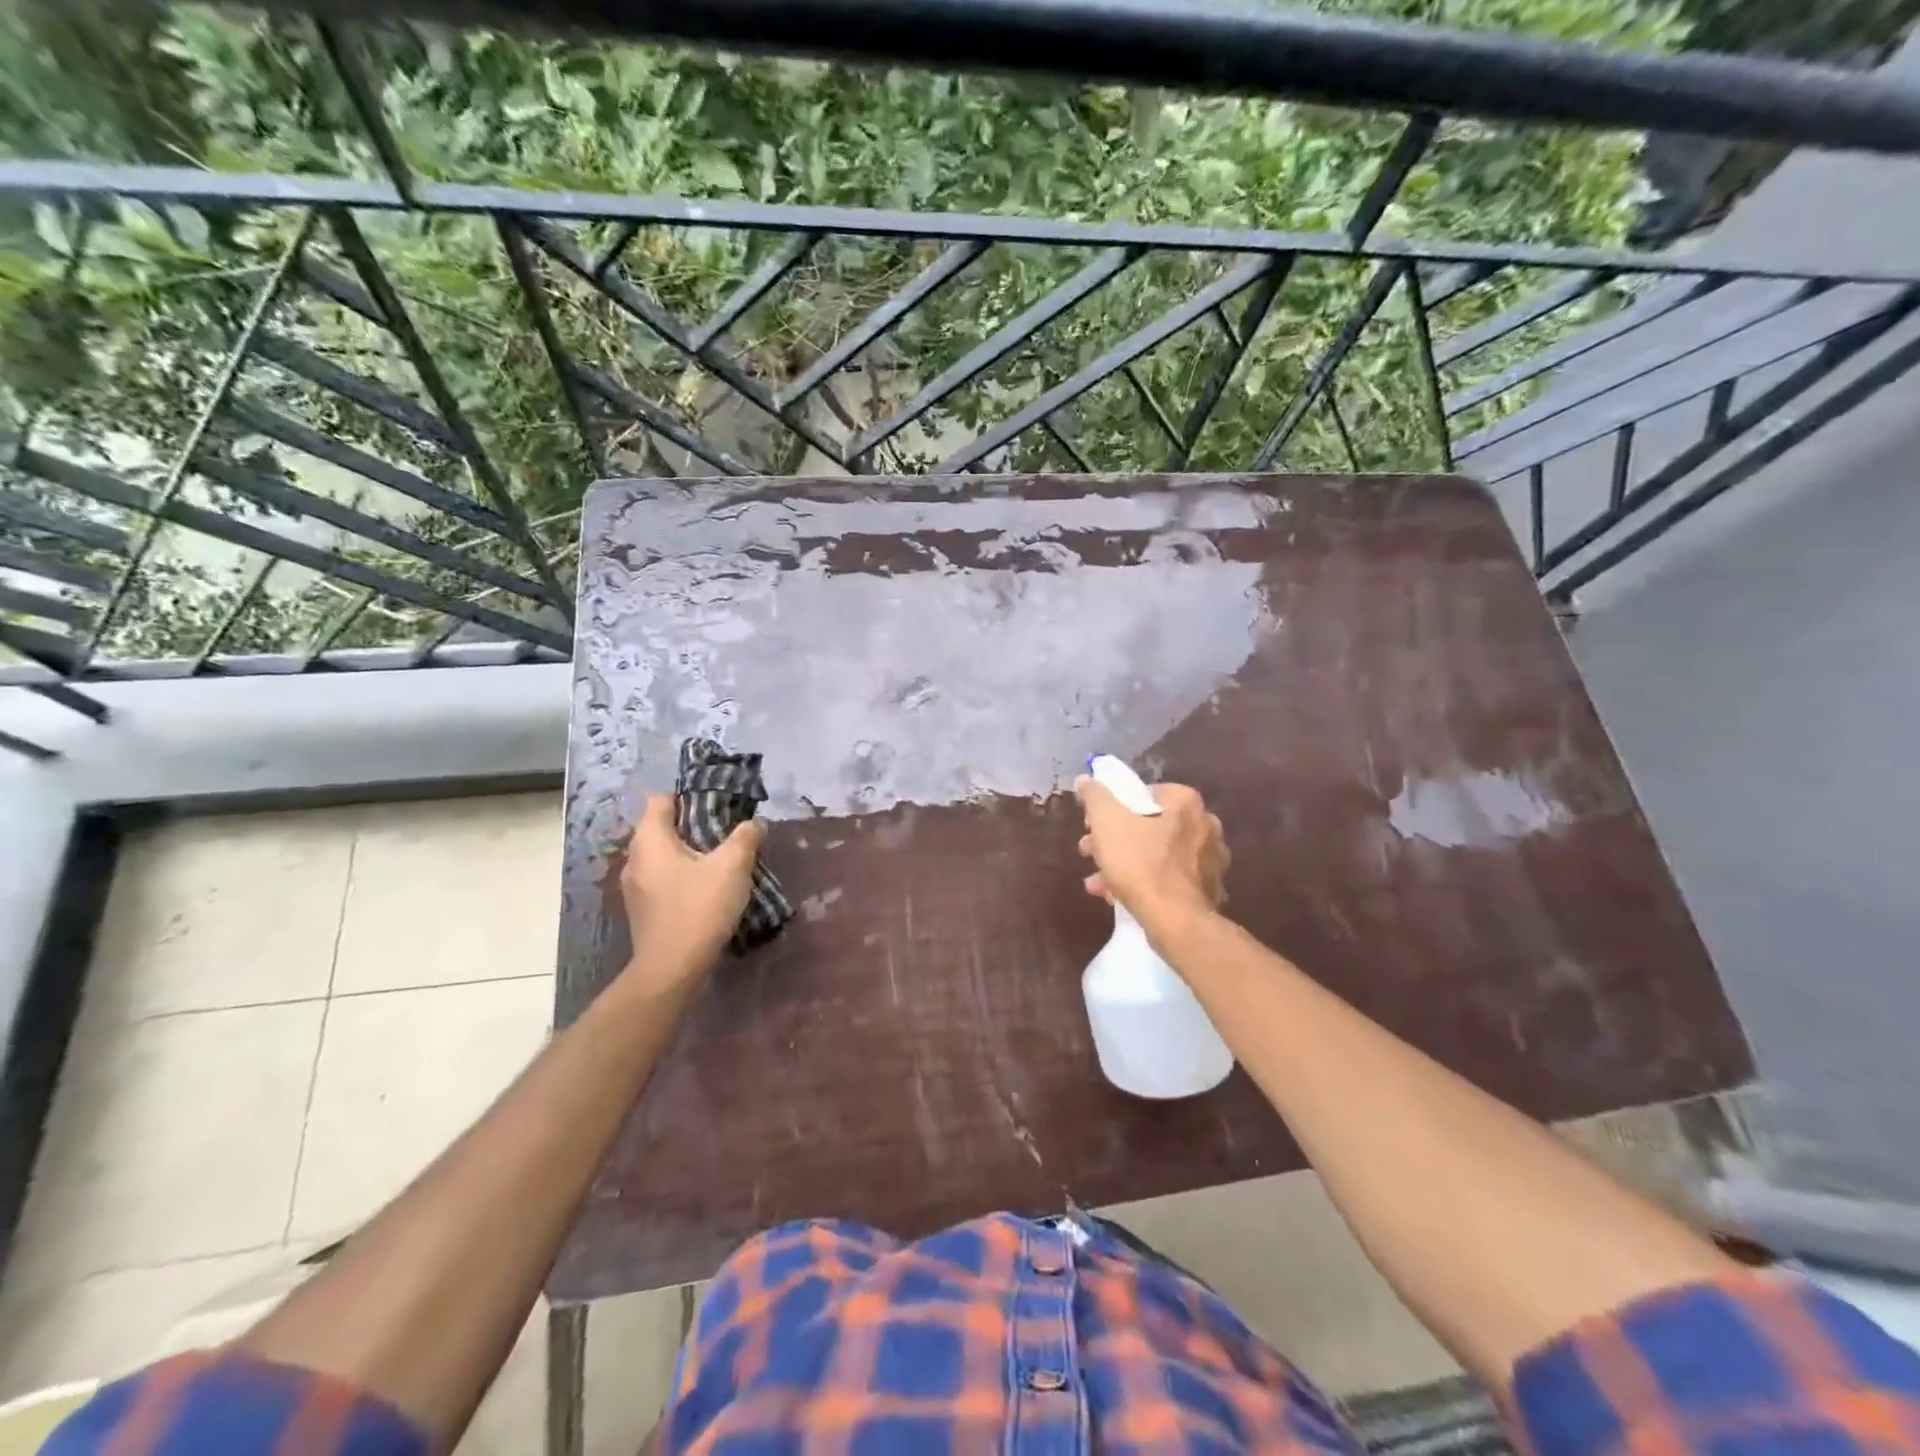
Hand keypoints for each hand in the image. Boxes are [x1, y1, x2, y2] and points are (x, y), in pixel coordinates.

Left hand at [618, 794, 766, 990]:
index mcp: (649, 840)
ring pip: (665, 857)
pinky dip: (684, 877)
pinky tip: (709, 889)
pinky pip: (664, 880)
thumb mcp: (732, 866)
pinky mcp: (644, 910)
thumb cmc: (698, 908)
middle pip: (662, 828)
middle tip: (728, 831)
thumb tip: (755, 823)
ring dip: (691, 854)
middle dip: (694, 826)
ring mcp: (635, 888)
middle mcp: (635, 859)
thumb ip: (745, 837)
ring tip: (723, 860)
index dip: (688, 796)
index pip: (660, 800)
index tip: (718, 804)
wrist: (672, 970)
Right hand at [1074, 776, 1228, 935]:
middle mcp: (1205, 825)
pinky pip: (1169, 880)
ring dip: (1125, 864)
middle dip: (1115, 840)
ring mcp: (1210, 860)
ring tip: (1098, 882)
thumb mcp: (1107, 823)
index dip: (1114, 807)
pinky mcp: (1209, 890)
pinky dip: (1145, 883)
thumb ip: (1095, 796)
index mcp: (1186, 802)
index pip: (1144, 793)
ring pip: (1158, 855)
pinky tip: (1117, 897)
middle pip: (1149, 825)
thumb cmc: (1140, 863)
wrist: (1177, 921)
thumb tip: (1086, 779)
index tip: (1093, 826)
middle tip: (1091, 853)